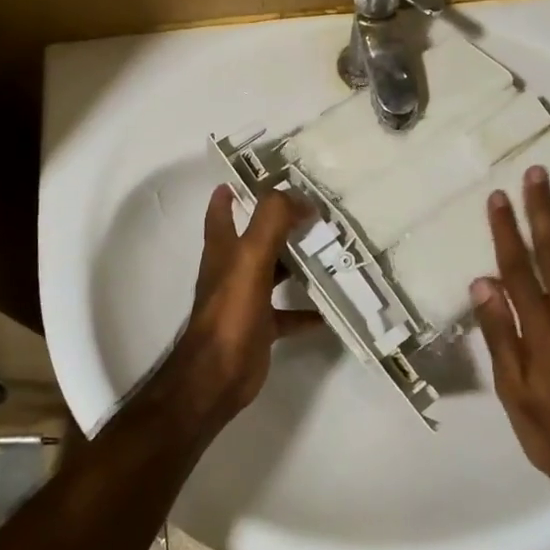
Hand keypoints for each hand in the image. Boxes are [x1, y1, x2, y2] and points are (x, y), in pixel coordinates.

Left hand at [172, 185, 319, 424]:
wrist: (217, 375)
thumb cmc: (230, 311)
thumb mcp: (250, 256)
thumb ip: (272, 221)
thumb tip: (300, 198)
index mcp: (224, 248)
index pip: (222, 209)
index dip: (234, 189)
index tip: (260, 174)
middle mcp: (233, 269)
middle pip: (257, 237)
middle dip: (280, 222)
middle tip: (316, 209)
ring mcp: (246, 298)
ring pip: (275, 272)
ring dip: (298, 262)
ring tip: (332, 250)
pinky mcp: (261, 326)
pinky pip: (289, 313)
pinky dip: (308, 310)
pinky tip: (331, 307)